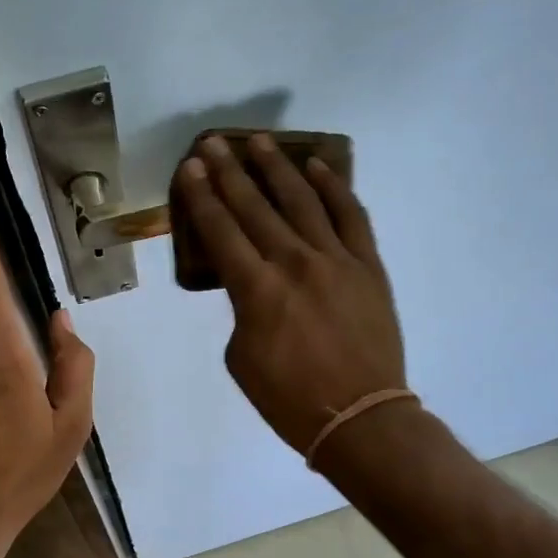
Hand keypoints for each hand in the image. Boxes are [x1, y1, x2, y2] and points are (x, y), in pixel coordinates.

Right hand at [174, 134, 407, 456]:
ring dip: (277, 167)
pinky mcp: (367, 265)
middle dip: (230, 172)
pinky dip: (333, 188)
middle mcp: (293, 262)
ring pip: (301, 200)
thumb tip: (253, 288)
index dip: (202, 197)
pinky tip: (316, 167)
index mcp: (255, 289)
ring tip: (259, 141)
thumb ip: (242, 312)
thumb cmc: (289, 398)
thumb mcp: (242, 359)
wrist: (359, 416)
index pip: (221, 230)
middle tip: (213, 144)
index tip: (190, 168)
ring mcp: (335, 259)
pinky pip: (350, 215)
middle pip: (255, 206)